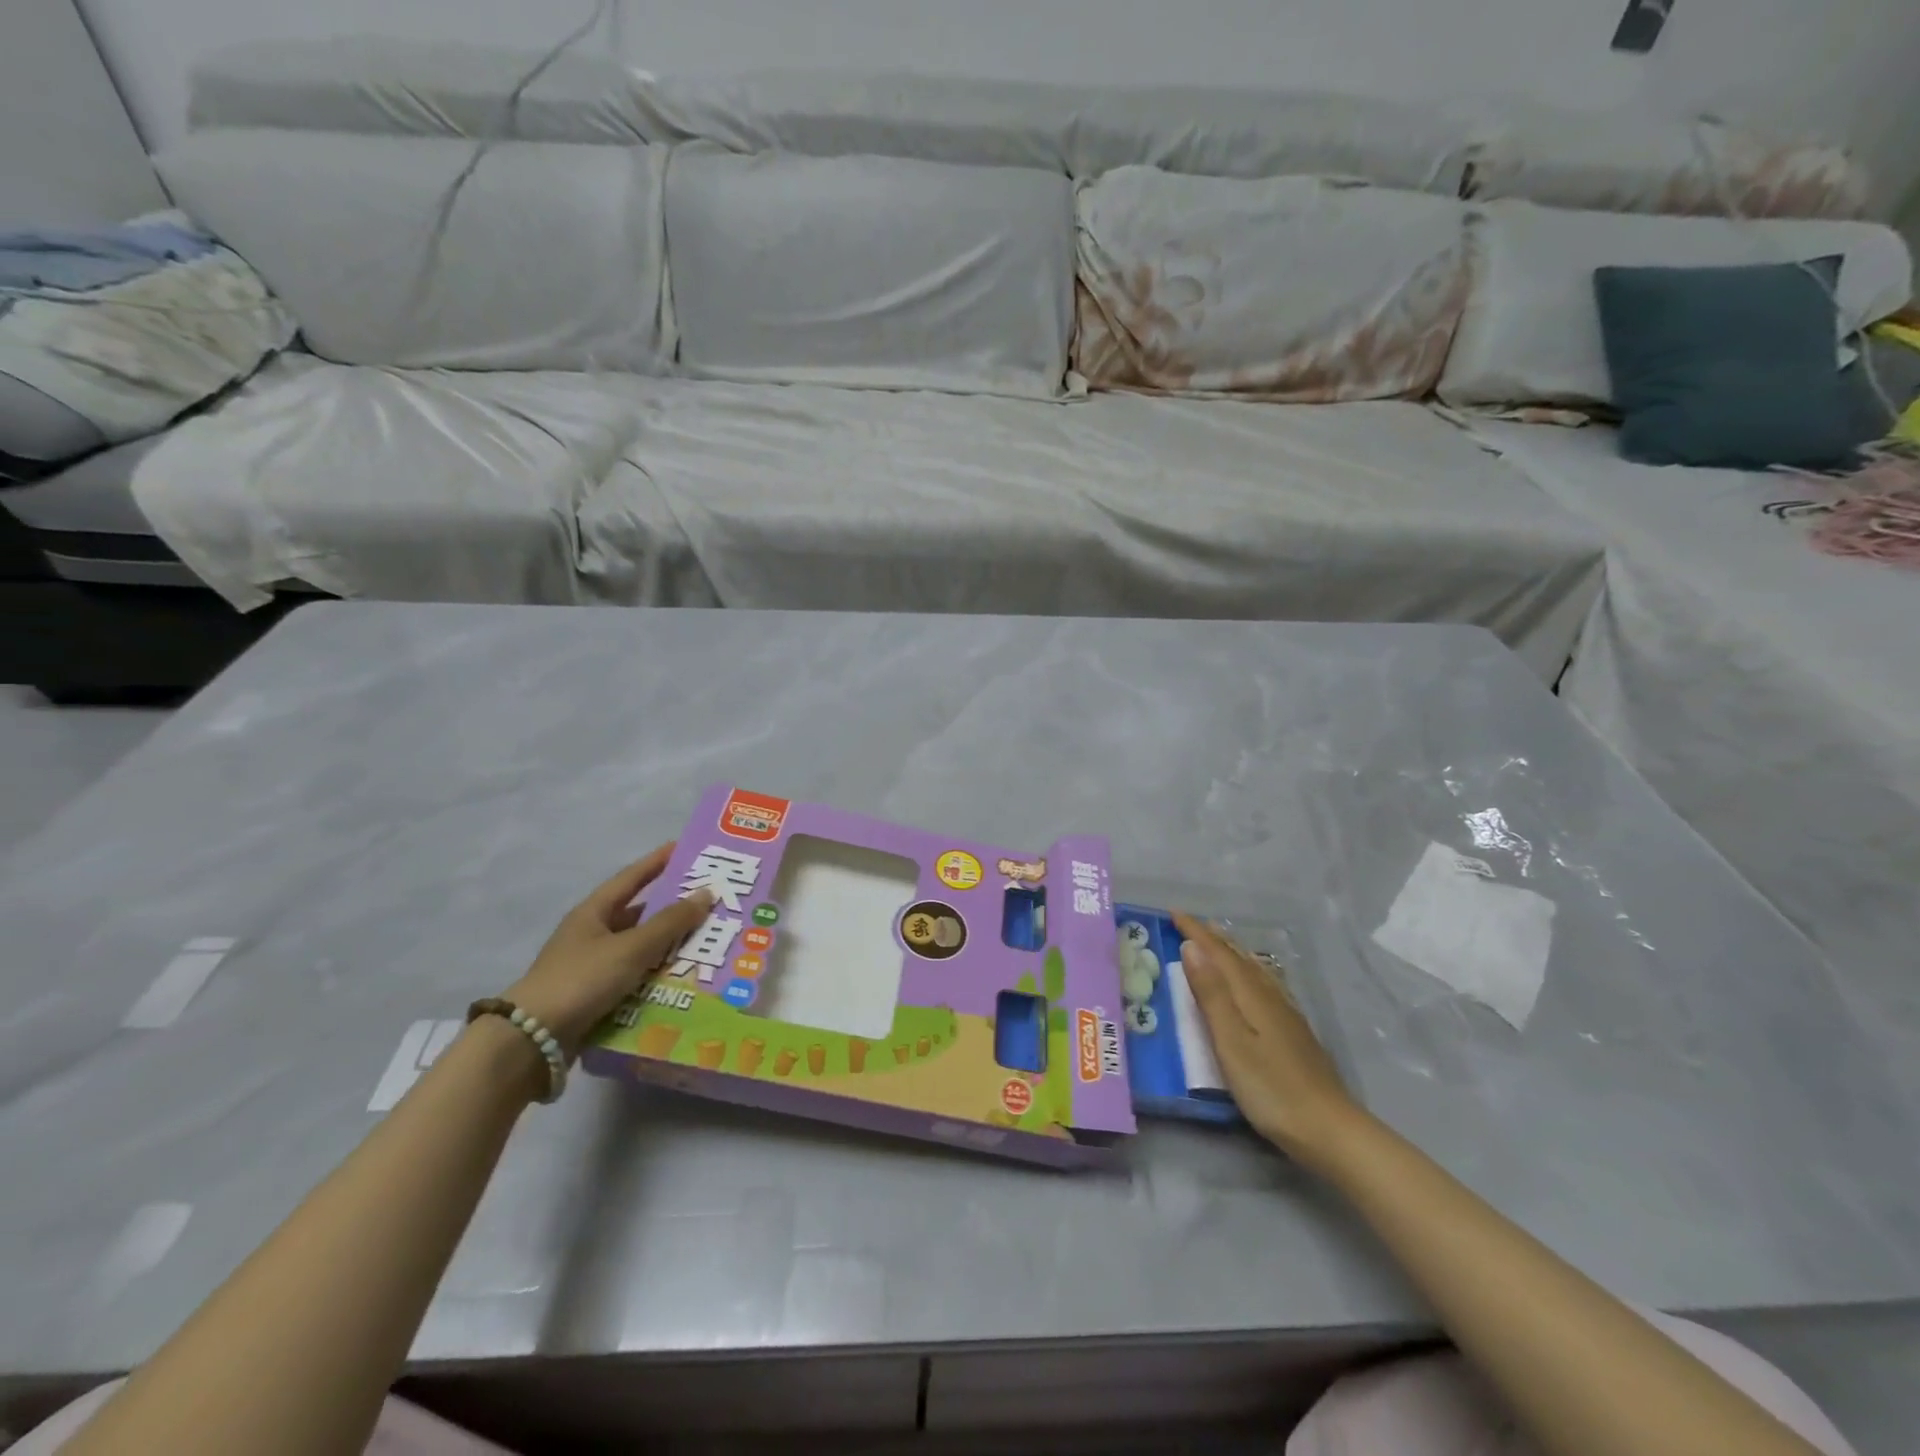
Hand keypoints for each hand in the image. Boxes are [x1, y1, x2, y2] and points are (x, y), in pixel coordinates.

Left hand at [504, 845, 712, 1055]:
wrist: (533, 1039)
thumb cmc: (582, 979)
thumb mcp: (632, 947)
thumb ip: (670, 922)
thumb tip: (706, 893)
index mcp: (594, 912)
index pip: (632, 877)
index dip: (658, 861)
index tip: (685, 848)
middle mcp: (592, 934)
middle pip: (639, 914)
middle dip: (673, 909)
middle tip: (709, 903)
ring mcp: (592, 966)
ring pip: (639, 948)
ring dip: (668, 946)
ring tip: (706, 943)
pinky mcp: (595, 995)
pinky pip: (635, 977)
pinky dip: (657, 975)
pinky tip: (683, 978)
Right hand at [1173, 912, 1366, 1167]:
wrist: (1329, 1129)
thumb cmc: (1271, 1088)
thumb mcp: (1231, 1041)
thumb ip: (1211, 994)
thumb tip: (1192, 948)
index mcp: (1251, 995)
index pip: (1219, 953)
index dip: (1196, 932)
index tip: (1173, 914)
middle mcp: (1270, 996)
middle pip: (1238, 957)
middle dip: (1213, 937)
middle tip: (1191, 922)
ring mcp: (1286, 1013)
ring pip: (1254, 969)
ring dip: (1233, 951)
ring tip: (1219, 940)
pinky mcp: (1294, 1031)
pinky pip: (1265, 983)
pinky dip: (1251, 970)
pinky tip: (1255, 980)